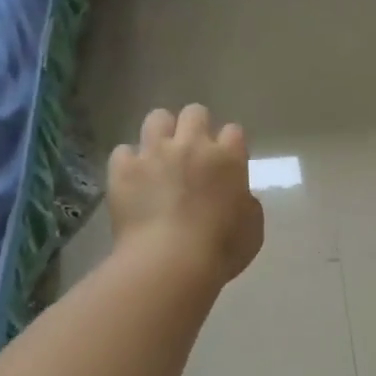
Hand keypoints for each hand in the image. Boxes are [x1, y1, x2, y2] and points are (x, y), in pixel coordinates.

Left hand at [109, 105, 263, 285]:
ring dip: (161, 133)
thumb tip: (239, 196)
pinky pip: (123, 152)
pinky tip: (132, 179)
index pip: (233, 131)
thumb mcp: (252, 228)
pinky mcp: (123, 168)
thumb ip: (247, 203)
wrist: (170, 262)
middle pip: (195, 113)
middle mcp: (192, 146)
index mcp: (228, 159)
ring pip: (157, 118)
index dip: (229, 144)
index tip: (226, 160)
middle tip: (192, 152)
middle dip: (195, 126)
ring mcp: (154, 153)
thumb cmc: (220, 250)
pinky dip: (129, 163)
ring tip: (160, 154)